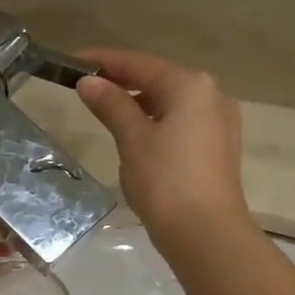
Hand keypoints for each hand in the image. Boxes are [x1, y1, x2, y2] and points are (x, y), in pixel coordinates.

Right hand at [75, 49, 252, 248]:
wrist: (206, 233)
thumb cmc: (165, 180)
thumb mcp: (132, 139)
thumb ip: (111, 105)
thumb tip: (89, 81)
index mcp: (190, 85)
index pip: (139, 63)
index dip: (104, 61)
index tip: (73, 61)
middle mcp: (212, 95)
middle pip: (160, 79)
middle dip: (123, 81)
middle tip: (87, 87)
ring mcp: (221, 122)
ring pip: (173, 102)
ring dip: (141, 102)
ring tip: (108, 111)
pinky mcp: (220, 147)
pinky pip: (184, 122)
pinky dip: (158, 121)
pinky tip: (139, 135)